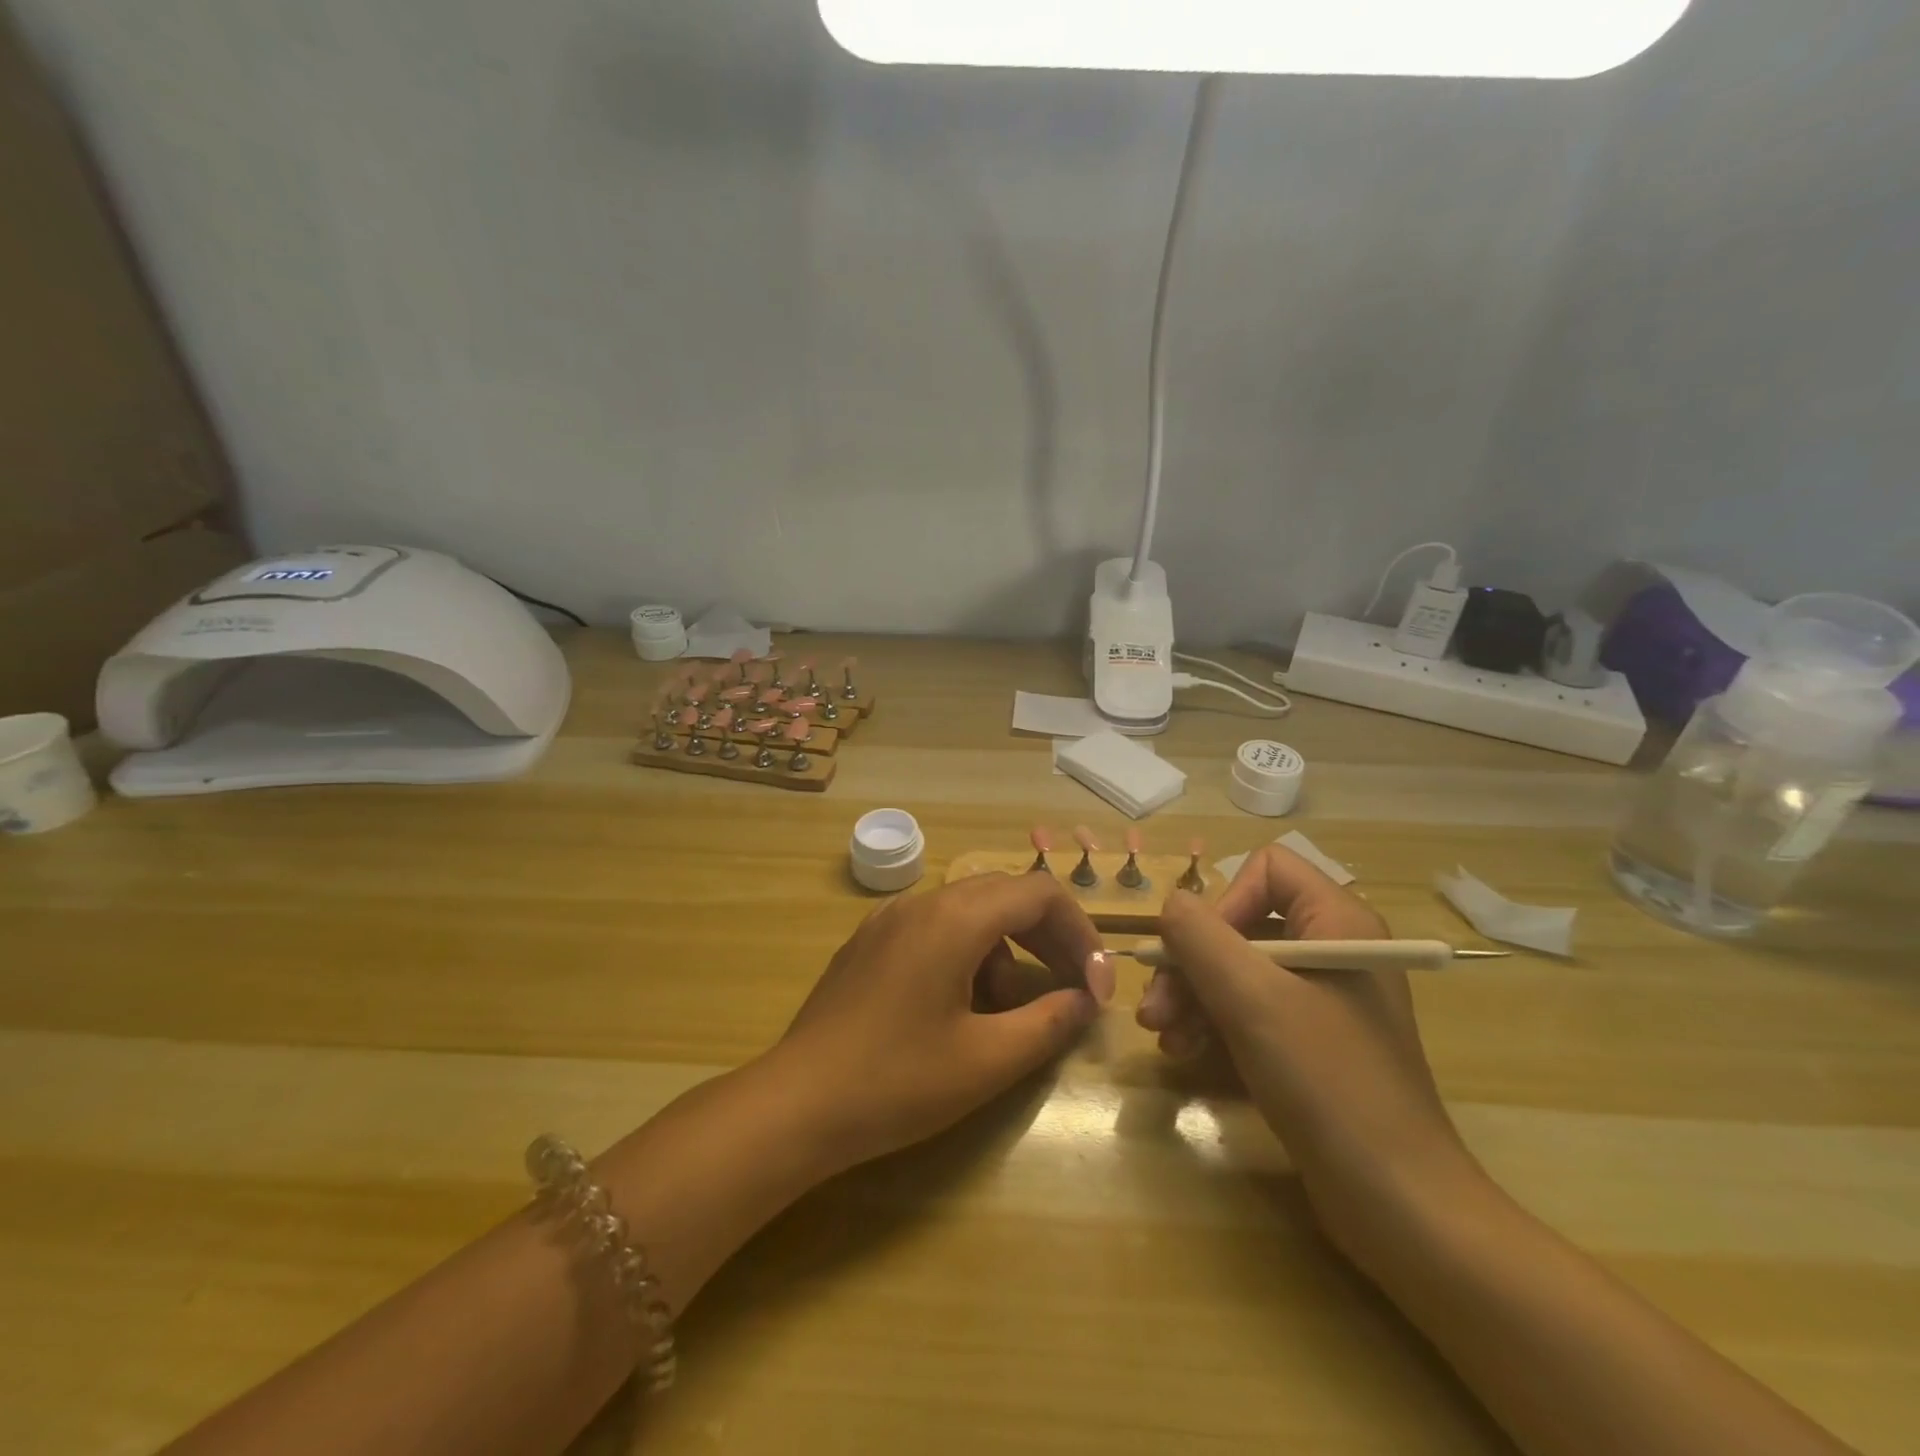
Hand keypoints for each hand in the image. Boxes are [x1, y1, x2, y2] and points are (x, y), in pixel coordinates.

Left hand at [771, 872, 1114, 1172]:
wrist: (796, 1104)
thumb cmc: (897, 1081)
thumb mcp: (986, 1060)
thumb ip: (1048, 1023)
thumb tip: (1084, 1001)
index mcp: (955, 918)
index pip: (1039, 894)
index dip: (1080, 933)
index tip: (1094, 987)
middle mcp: (922, 902)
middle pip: (1005, 896)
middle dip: (1048, 939)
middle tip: (1072, 991)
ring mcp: (889, 919)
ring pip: (970, 913)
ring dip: (1005, 951)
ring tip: (1008, 1013)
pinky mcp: (869, 942)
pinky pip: (935, 929)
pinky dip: (967, 954)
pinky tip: (959, 1007)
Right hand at [1139, 846, 1476, 1259]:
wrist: (1398, 1204)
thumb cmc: (1327, 1083)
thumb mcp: (1252, 999)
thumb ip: (1200, 937)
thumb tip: (1170, 904)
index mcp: (1337, 921)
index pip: (1265, 870)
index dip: (1223, 903)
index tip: (1196, 954)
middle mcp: (1331, 948)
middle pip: (1241, 924)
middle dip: (1190, 963)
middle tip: (1153, 1009)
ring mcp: (1322, 999)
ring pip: (1237, 969)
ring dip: (1192, 997)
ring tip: (1163, 1038)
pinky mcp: (1311, 1042)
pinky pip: (1250, 1009)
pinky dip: (1213, 1024)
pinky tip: (1185, 1053)